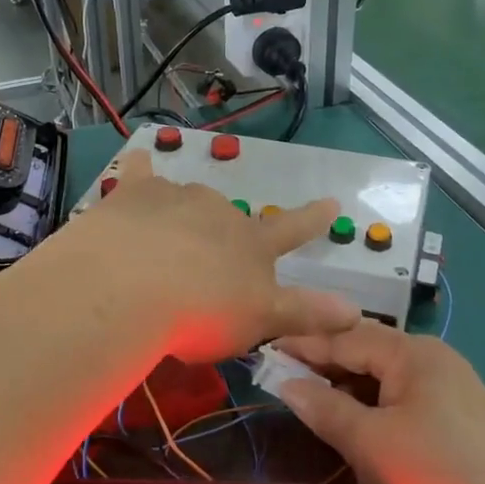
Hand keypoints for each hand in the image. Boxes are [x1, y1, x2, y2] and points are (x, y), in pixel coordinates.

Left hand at [58, 152, 359, 363]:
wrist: (130, 287)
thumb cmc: (200, 313)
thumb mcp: (260, 321)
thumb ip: (305, 313)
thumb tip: (354, 310)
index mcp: (253, 244)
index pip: (292, 229)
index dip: (313, 219)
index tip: (332, 202)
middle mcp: (220, 211)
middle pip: (230, 217)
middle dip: (223, 236)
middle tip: (203, 270)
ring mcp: (178, 196)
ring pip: (189, 199)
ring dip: (184, 216)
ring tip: (164, 244)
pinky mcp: (137, 192)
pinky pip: (142, 173)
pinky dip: (142, 169)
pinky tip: (139, 162)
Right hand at [272, 321, 484, 483]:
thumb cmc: (436, 476)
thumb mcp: (370, 441)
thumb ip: (323, 407)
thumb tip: (285, 383)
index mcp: (415, 352)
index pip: (347, 336)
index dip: (304, 344)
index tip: (265, 349)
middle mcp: (436, 360)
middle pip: (368, 352)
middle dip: (326, 365)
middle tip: (283, 377)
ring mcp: (453, 391)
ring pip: (386, 379)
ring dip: (349, 389)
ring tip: (313, 403)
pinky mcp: (462, 422)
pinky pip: (404, 401)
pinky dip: (374, 408)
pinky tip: (357, 426)